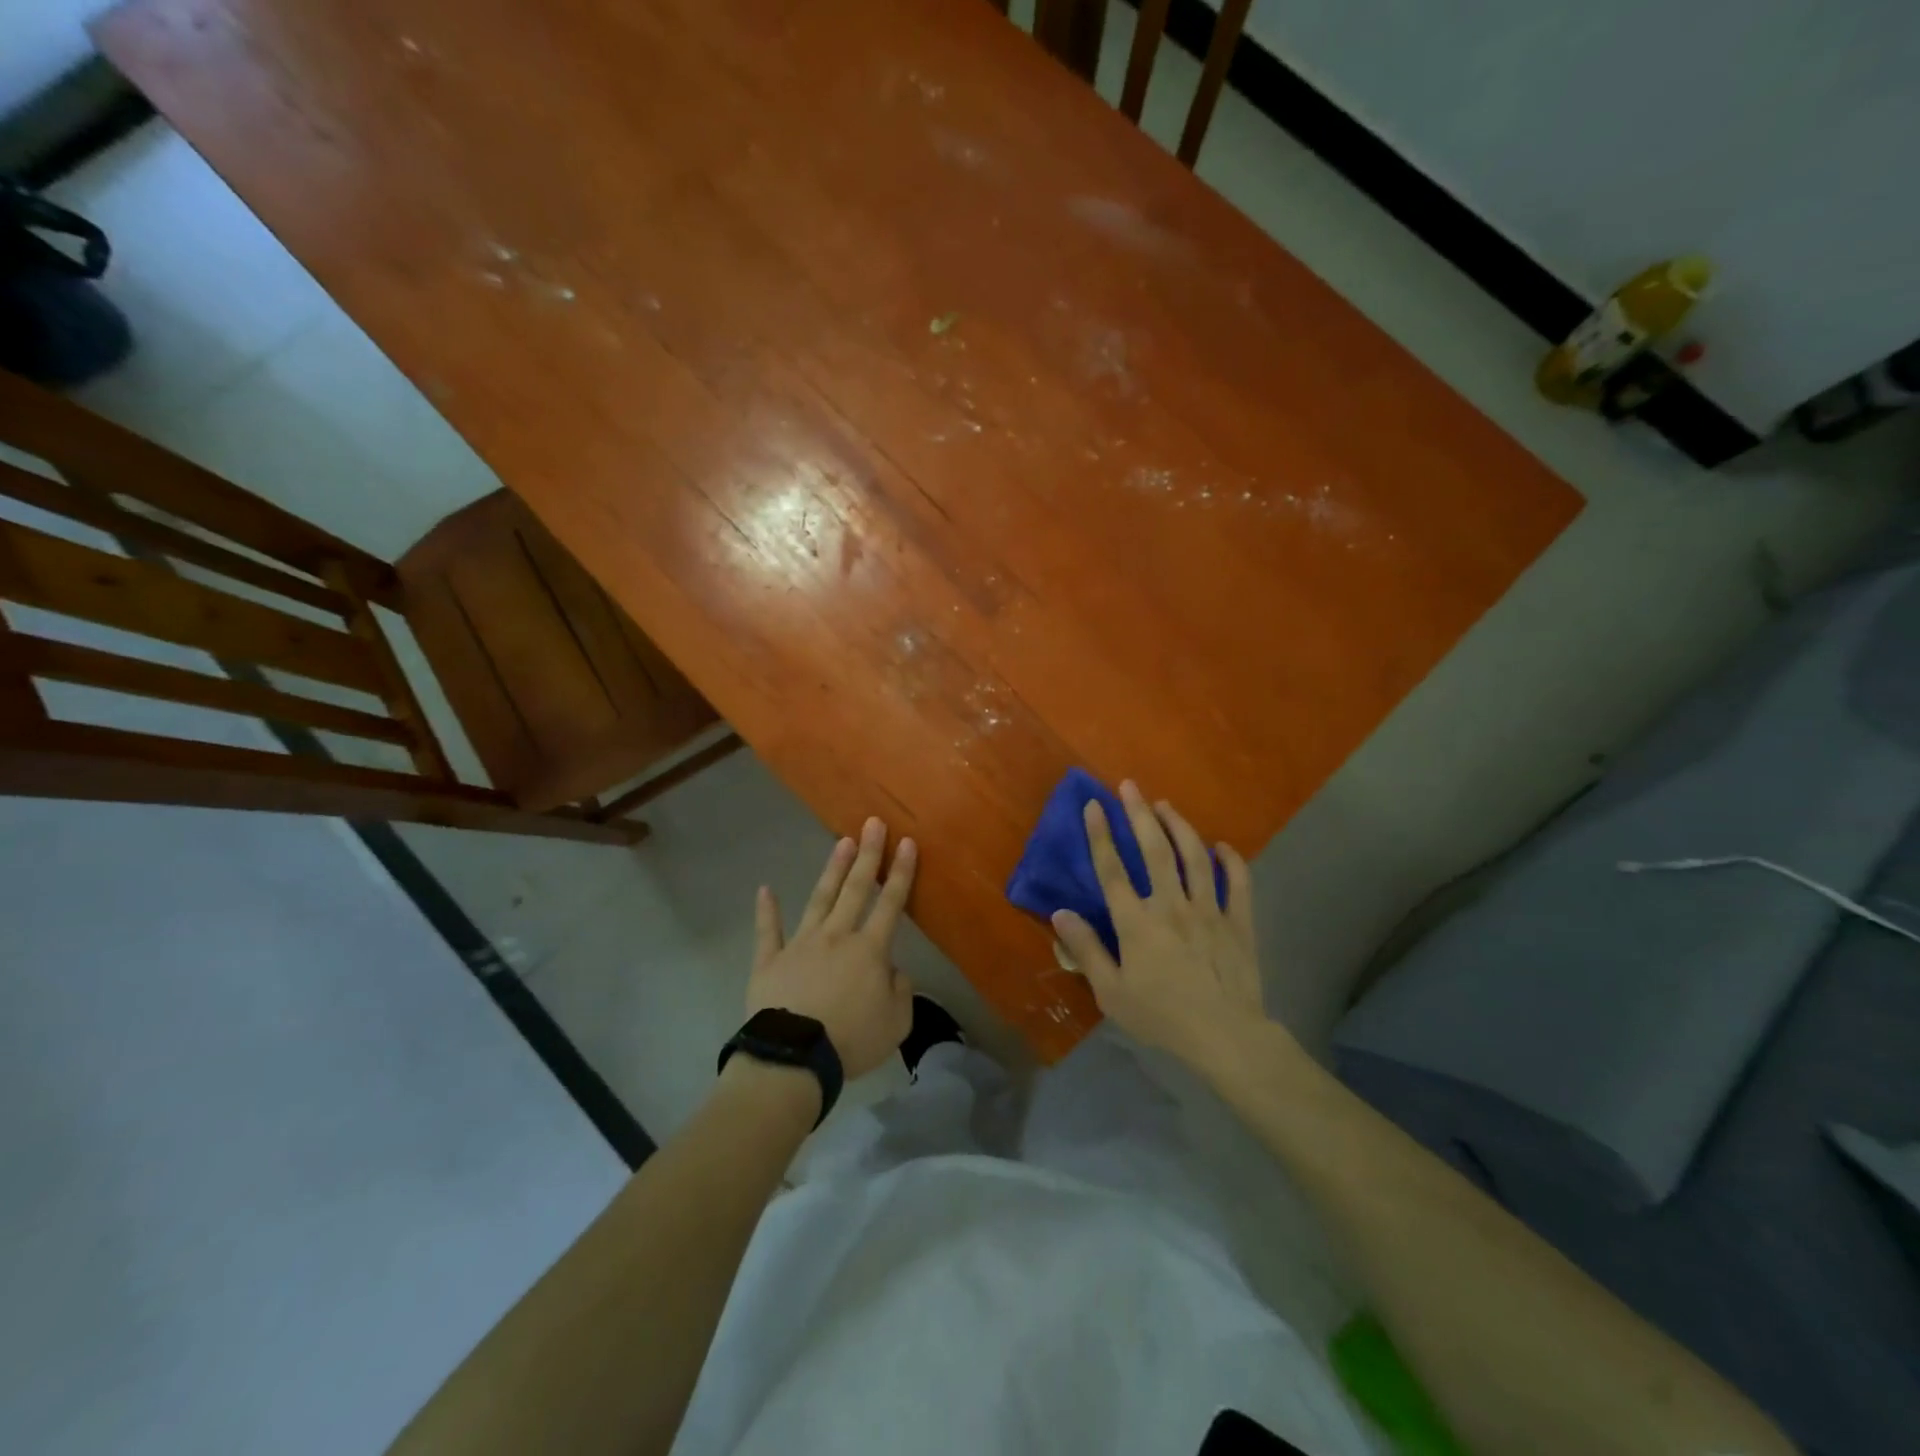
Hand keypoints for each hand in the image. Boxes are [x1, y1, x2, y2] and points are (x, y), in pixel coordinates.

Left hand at [747, 817, 916, 1078]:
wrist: (794, 1059)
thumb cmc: (851, 1040)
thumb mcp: (897, 1023)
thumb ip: (901, 990)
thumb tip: (892, 969)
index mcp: (869, 950)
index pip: (891, 903)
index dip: (901, 872)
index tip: (906, 842)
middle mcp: (836, 936)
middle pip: (855, 889)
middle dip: (867, 855)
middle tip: (873, 823)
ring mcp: (800, 944)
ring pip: (819, 899)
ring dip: (832, 870)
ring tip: (841, 843)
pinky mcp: (770, 960)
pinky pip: (768, 931)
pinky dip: (766, 910)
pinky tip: (764, 889)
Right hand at [1052, 780, 1265, 1069]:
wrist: (1226, 1036)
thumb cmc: (1162, 1016)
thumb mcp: (1111, 992)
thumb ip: (1086, 950)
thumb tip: (1060, 913)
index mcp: (1137, 922)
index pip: (1112, 870)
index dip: (1100, 834)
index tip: (1093, 804)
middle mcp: (1171, 905)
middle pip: (1154, 850)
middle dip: (1139, 814)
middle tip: (1130, 786)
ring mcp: (1209, 910)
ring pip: (1194, 857)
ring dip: (1180, 826)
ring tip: (1166, 806)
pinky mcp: (1239, 921)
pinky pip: (1238, 882)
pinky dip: (1231, 860)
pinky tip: (1222, 846)